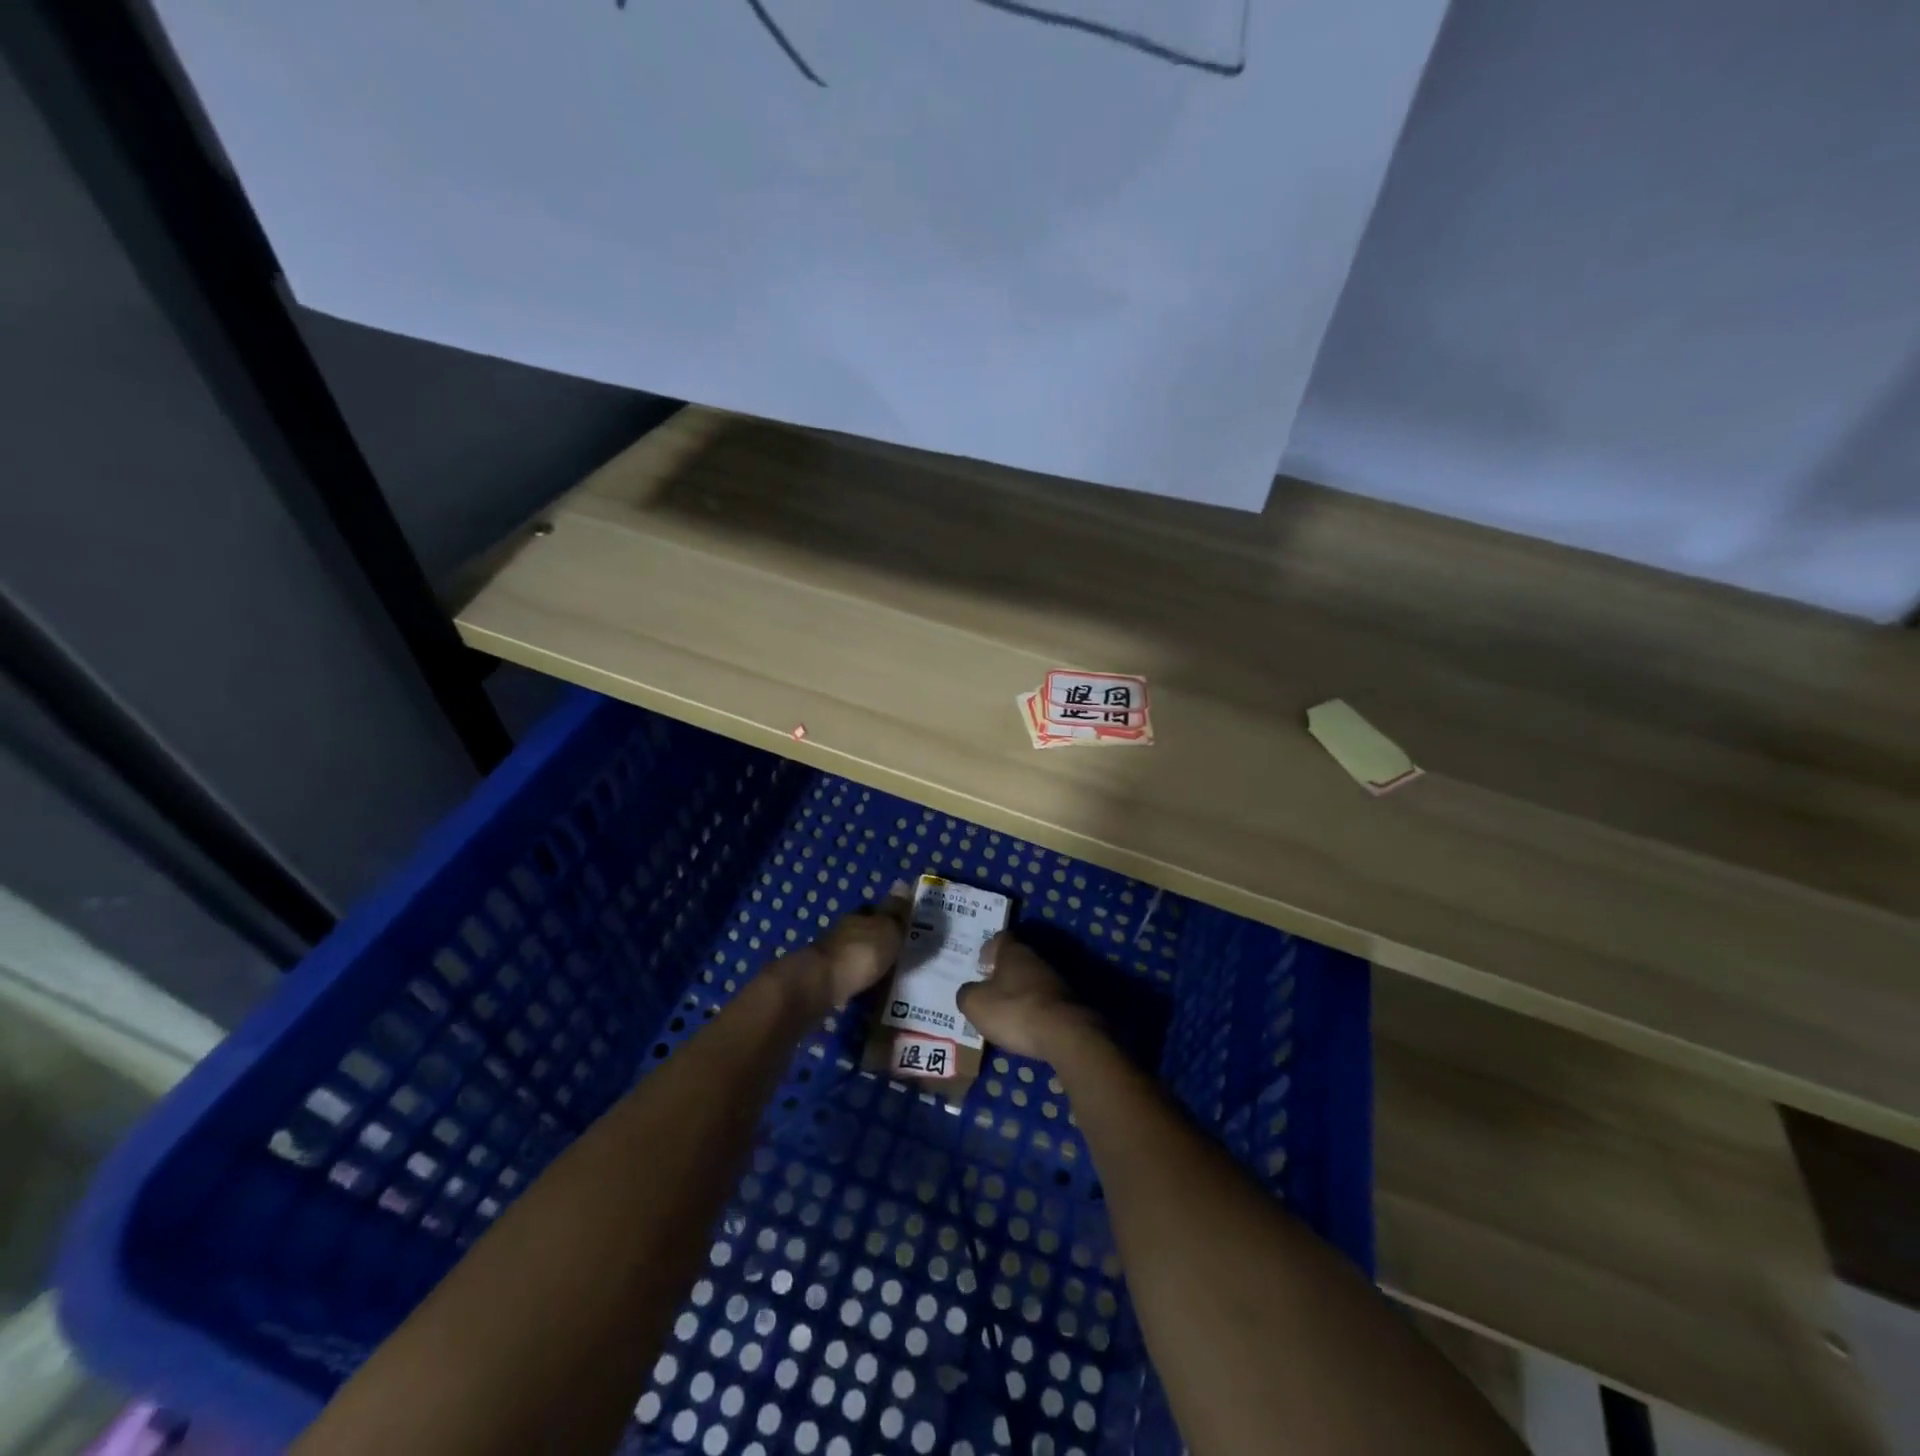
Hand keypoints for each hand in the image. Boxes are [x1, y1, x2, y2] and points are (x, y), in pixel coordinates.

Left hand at [783, 880, 912, 1008]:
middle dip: (877, 939)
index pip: (875, 909)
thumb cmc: (861, 952)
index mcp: (859, 916)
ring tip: (886, 973)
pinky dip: (858, 978)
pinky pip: (848, 974)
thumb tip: (902, 882)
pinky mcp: (825, 977)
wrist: (821, 984)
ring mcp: (832, 954)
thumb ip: (896, 911)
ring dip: (867, 959)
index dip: (888, 916)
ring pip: (855, 952)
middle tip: (898, 951)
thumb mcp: (887, 929)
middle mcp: (843, 931)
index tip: (903, 925)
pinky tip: (868, 987)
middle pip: (864, 931)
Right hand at [956, 934, 1096, 1061]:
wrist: (1066, 1034)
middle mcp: (1036, 959)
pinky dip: (1033, 1010)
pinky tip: (1025, 1027)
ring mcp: (1056, 981)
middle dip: (1002, 973)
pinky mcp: (1068, 1003)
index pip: (1000, 938)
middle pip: (1016, 959)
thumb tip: (969, 991)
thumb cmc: (1015, 1011)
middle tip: (987, 991)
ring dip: (1018, 993)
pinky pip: (1043, 1001)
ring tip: (1004, 1013)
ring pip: (1031, 981)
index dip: (988, 949)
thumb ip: (966, 993)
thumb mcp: (976, 1004)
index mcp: (1014, 951)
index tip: (980, 965)